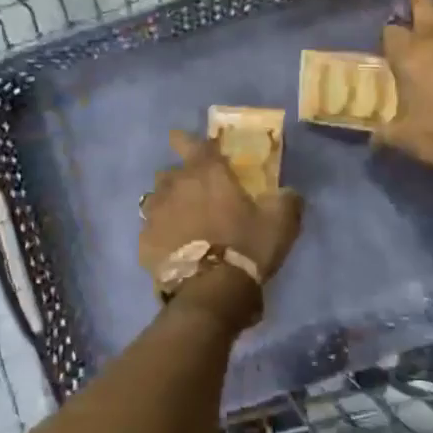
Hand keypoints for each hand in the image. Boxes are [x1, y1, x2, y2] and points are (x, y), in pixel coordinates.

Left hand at [138, 130, 303, 283]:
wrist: (211, 292)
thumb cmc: (246, 247)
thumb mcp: (280, 222)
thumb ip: (286, 200)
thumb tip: (288, 193)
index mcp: (205, 172)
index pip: (190, 143)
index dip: (187, 140)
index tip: (185, 142)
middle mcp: (174, 185)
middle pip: (171, 173)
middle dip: (181, 179)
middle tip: (197, 195)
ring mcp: (154, 214)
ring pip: (157, 199)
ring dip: (169, 205)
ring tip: (182, 222)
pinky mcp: (144, 242)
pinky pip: (151, 230)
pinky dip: (161, 234)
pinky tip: (173, 248)